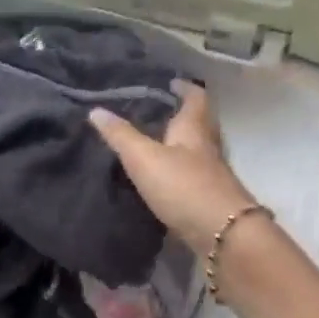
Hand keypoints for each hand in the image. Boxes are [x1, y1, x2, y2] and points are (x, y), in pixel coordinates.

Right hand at [90, 81, 258, 249]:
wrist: (222, 234)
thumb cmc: (184, 186)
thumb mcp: (144, 158)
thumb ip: (121, 136)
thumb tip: (96, 110)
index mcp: (195, 128)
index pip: (195, 97)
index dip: (184, 87)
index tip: (169, 83)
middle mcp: (208, 146)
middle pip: (199, 123)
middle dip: (181, 115)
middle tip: (156, 112)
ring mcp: (212, 174)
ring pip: (196, 150)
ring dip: (179, 145)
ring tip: (153, 144)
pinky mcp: (210, 198)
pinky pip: (193, 176)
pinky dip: (179, 171)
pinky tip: (162, 180)